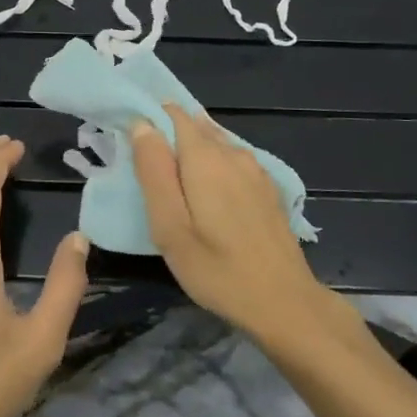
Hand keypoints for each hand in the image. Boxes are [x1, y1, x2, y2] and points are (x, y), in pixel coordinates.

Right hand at [131, 105, 338, 346]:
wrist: (285, 302)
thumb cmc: (217, 269)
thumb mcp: (170, 226)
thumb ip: (154, 171)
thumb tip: (142, 125)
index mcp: (205, 156)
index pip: (173, 114)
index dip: (151, 119)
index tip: (131, 142)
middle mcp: (233, 152)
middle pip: (196, 126)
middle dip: (170, 136)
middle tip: (149, 169)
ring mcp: (255, 169)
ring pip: (216, 143)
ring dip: (193, 151)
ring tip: (175, 182)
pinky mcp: (268, 187)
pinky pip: (233, 161)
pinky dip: (216, 166)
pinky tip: (210, 193)